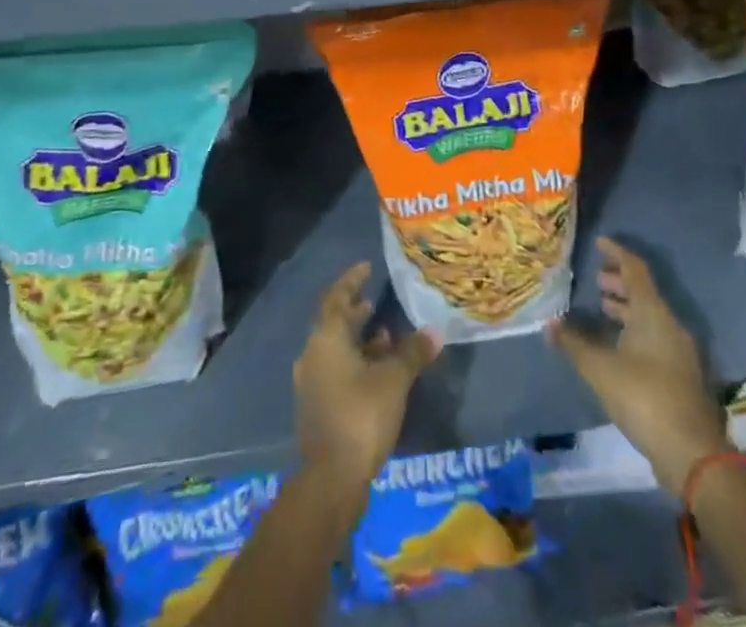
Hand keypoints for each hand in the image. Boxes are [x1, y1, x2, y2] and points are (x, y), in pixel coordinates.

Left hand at [294, 262, 440, 486]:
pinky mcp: (317, 407)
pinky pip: (336, 371)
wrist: (331, 479)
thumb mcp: (394, 380)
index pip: (336, 297)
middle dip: (355, 312)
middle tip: (375, 300)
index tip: (366, 267)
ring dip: (358, 340)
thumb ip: (413, 352)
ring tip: (385, 336)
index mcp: (325, 338)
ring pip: (336, 350)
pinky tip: (378, 372)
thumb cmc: (361, 415)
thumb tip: (434, 332)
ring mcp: (311, 383)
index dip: (351, 281)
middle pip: (334, 324)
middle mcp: (312, 354)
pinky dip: (355, 363)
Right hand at [547, 236, 729, 498]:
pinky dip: (634, 330)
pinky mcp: (680, 375)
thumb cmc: (644, 398)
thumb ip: (574, 344)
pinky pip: (654, 337)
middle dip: (620, 282)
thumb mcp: (600, 369)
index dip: (616, 253)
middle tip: (596, 280)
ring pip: (650, 317)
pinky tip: (617, 346)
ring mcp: (679, 352)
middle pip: (644, 293)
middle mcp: (670, 325)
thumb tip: (549, 324)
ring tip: (603, 308)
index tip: (598, 242)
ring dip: (627, 308)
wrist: (693, 455)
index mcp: (653, 313)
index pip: (635, 269)